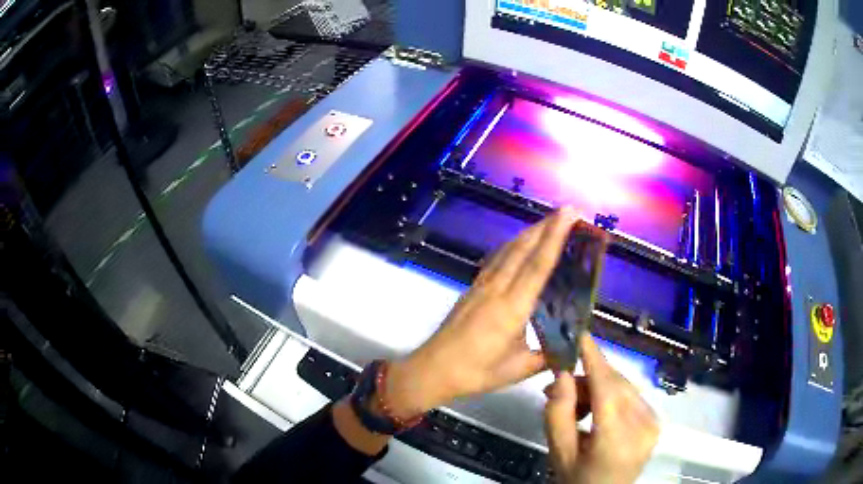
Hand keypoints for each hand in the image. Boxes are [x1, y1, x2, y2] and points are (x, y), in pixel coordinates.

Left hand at [386, 207, 579, 417]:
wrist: (433, 369)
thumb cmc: (476, 372)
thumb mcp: (518, 369)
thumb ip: (547, 357)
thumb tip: (569, 348)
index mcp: (512, 308)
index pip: (538, 264)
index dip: (555, 236)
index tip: (570, 214)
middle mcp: (497, 288)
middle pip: (524, 248)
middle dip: (547, 225)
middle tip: (568, 210)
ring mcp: (482, 286)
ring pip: (508, 249)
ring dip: (530, 232)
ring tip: (549, 221)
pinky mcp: (472, 288)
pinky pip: (496, 259)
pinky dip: (513, 245)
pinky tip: (519, 244)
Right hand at [544, 334, 659, 483]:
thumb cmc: (577, 479)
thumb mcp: (559, 452)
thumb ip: (557, 414)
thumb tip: (562, 375)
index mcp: (617, 439)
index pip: (607, 390)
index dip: (594, 359)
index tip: (580, 334)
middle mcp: (643, 426)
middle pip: (616, 384)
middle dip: (589, 375)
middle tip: (560, 383)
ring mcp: (653, 423)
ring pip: (625, 387)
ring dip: (599, 385)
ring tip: (575, 403)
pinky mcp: (656, 421)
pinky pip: (632, 396)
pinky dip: (612, 394)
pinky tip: (596, 409)